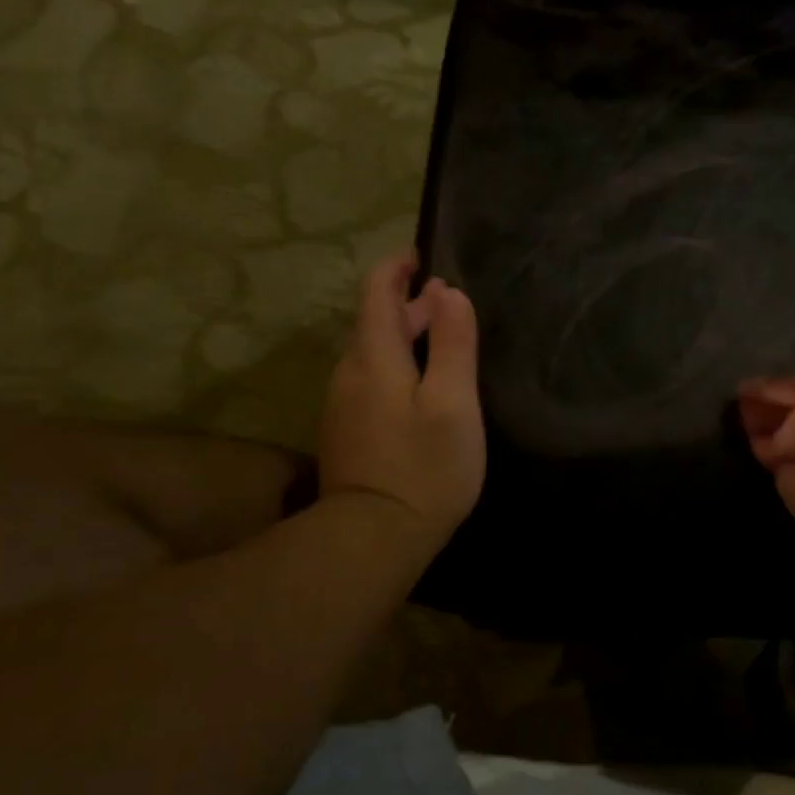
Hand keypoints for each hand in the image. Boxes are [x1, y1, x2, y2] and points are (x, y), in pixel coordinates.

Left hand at [317, 253, 485, 561]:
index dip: (398, 267)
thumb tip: (447, 292)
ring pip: (372, 355)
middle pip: (374, 322)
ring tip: (440, 346)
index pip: (376, 291)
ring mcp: (341, 405)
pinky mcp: (345, 434)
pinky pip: (369, 383)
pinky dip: (394, 370)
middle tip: (448, 306)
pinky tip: (419, 392)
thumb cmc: (425, 466)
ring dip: (402, 340)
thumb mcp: (453, 401)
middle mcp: (348, 372)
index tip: (423, 257)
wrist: (374, 537)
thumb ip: (452, 343)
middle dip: (409, 306)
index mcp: (374, 356)